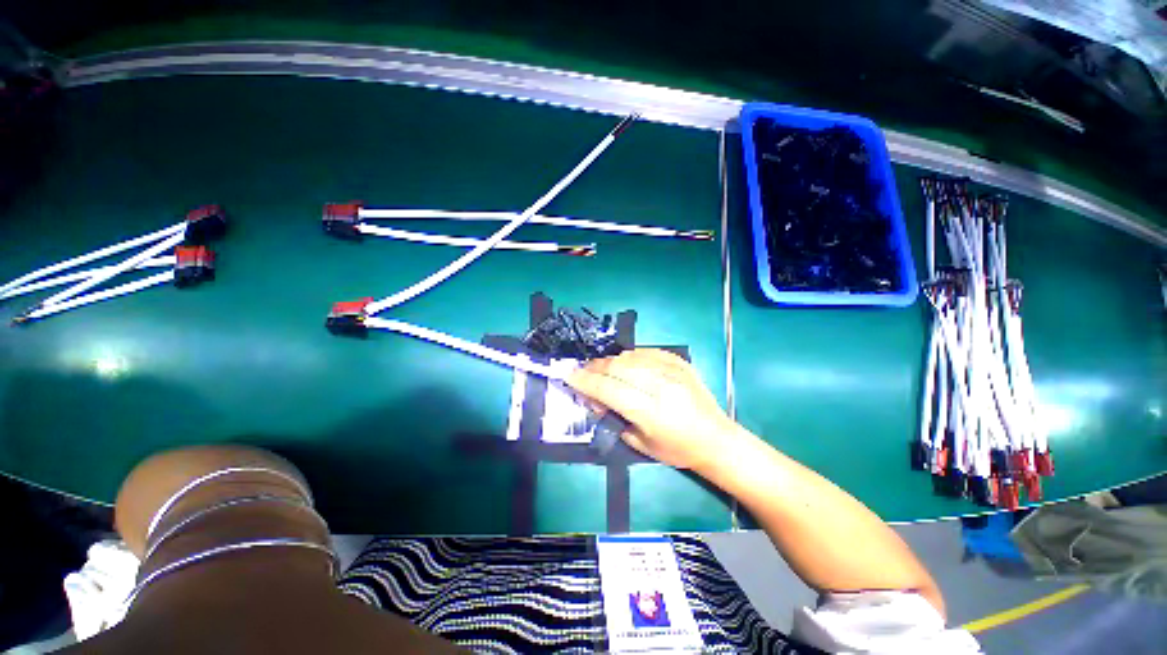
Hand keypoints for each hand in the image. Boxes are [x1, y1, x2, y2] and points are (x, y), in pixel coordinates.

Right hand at [566, 349, 737, 469]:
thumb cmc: (677, 449)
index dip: (585, 381)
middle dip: (594, 367)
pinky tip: (625, 363)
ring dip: (610, 361)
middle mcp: (660, 386)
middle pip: (617, 367)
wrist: (716, 439)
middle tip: (582, 371)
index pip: (608, 389)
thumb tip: (594, 397)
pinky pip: (646, 352)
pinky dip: (630, 356)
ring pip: (629, 356)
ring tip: (601, 368)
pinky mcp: (679, 362)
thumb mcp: (640, 444)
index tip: (569, 375)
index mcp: (650, 411)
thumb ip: (614, 418)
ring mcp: (672, 370)